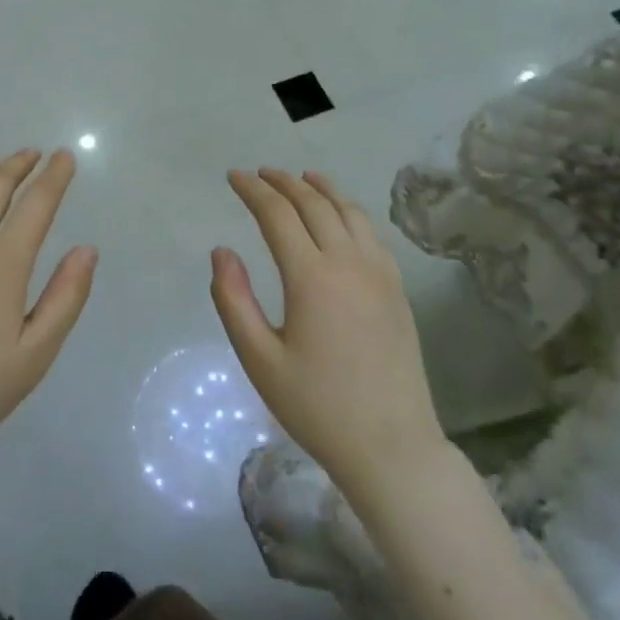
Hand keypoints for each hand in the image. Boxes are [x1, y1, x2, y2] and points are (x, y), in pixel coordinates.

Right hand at [211, 169, 445, 498]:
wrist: (391, 445)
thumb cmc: (316, 406)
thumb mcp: (259, 358)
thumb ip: (233, 300)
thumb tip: (222, 251)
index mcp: (311, 277)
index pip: (277, 215)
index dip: (253, 190)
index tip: (233, 177)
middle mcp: (349, 263)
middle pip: (315, 204)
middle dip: (283, 182)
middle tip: (260, 173)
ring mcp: (380, 274)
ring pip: (350, 212)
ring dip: (322, 189)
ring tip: (302, 177)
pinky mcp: (397, 290)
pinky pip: (371, 233)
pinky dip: (350, 211)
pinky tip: (342, 216)